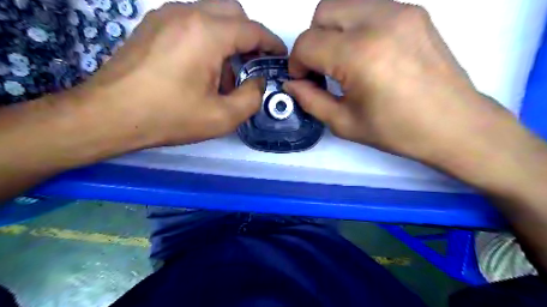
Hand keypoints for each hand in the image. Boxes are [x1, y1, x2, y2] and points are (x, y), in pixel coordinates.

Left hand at [81, 0, 286, 145]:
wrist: (110, 115)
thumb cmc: (169, 117)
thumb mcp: (222, 117)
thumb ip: (252, 97)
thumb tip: (257, 81)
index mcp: (207, 34)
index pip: (252, 30)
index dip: (271, 43)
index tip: (279, 56)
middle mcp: (187, 14)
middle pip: (233, 13)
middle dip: (250, 37)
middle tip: (252, 65)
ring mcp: (166, 15)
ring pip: (212, 14)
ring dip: (228, 38)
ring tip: (225, 73)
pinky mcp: (153, 25)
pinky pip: (192, 22)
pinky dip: (208, 38)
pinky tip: (202, 67)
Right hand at [284, 0, 518, 169]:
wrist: (454, 125)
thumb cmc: (397, 131)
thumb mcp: (344, 123)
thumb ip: (310, 100)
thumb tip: (292, 84)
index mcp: (359, 55)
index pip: (307, 43)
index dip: (297, 63)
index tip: (305, 81)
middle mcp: (379, 21)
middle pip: (323, 13)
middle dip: (313, 42)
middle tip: (323, 69)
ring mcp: (400, 11)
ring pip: (344, 5)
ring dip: (333, 32)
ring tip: (344, 61)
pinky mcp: (414, 12)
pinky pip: (368, 8)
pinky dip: (355, 27)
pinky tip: (366, 54)